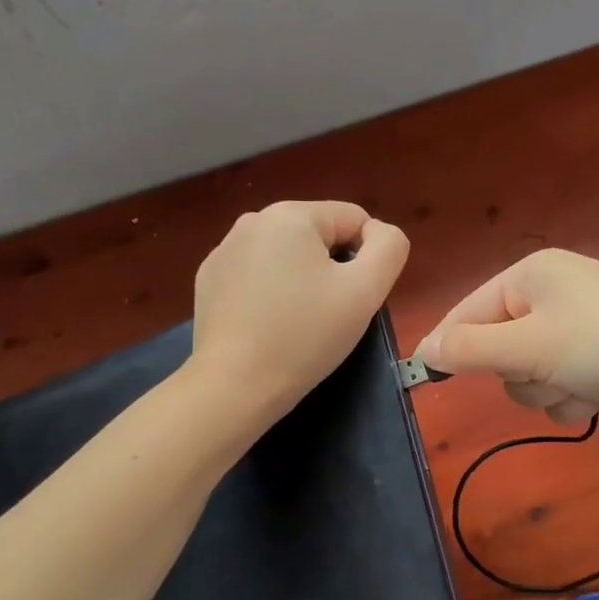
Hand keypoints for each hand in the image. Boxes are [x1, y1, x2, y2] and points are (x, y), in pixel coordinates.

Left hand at [191, 200, 409, 421]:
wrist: (235, 385)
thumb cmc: (305, 336)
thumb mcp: (366, 291)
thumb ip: (389, 247)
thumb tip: (379, 232)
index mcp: (291, 214)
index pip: (354, 219)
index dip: (367, 259)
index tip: (354, 299)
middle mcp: (252, 220)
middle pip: (319, 236)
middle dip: (332, 269)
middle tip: (328, 314)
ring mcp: (224, 250)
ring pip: (287, 255)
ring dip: (301, 280)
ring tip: (297, 322)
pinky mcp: (209, 280)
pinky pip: (257, 274)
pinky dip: (270, 292)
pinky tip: (267, 325)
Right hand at [417, 249, 598, 432]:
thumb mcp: (528, 345)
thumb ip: (469, 349)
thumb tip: (423, 350)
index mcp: (530, 275)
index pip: (467, 311)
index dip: (448, 345)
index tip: (424, 378)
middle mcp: (550, 296)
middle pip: (495, 348)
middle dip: (515, 371)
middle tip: (540, 371)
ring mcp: (575, 331)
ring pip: (525, 375)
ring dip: (544, 391)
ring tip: (577, 385)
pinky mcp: (595, 362)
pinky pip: (556, 388)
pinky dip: (570, 399)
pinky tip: (597, 397)